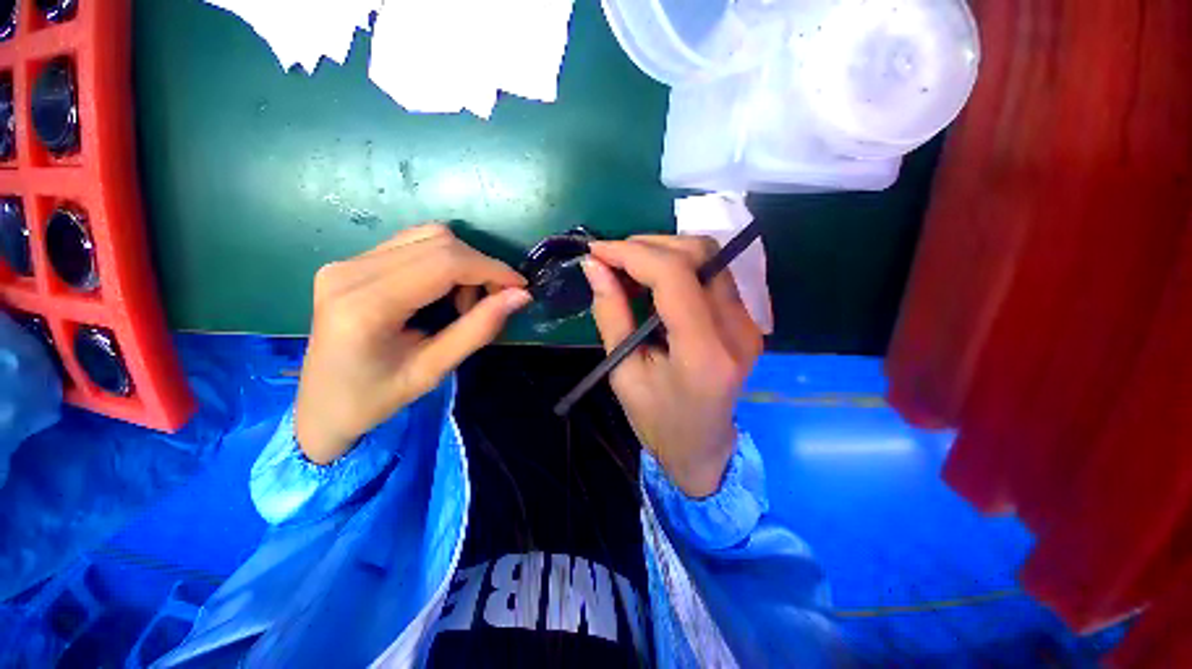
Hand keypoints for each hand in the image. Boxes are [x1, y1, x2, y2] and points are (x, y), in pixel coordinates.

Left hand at [295, 224, 530, 464]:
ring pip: (428, 237)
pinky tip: (444, 291)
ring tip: (464, 301)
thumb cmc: (375, 399)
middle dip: (480, 267)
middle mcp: (350, 271)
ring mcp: (347, 262)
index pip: (444, 263)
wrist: (320, 406)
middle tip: (494, 301)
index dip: (491, 269)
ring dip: (463, 263)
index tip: (520, 287)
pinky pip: (413, 245)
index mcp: (366, 305)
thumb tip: (520, 297)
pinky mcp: (351, 262)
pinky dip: (444, 262)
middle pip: (438, 242)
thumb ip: (478, 329)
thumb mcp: (434, 370)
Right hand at [583, 236, 762, 497]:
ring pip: (709, 256)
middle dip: (649, 246)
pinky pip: (712, 273)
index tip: (597, 251)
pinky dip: (678, 266)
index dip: (632, 253)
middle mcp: (737, 330)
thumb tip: (594, 266)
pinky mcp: (746, 320)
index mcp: (704, 353)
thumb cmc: (657, 420)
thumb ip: (611, 314)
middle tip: (612, 259)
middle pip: (699, 255)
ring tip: (628, 269)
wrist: (703, 447)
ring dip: (664, 252)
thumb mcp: (623, 372)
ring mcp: (748, 322)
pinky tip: (652, 281)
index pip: (675, 276)